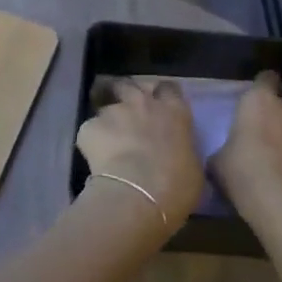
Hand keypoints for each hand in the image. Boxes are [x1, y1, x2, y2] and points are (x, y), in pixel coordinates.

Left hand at [76, 79, 205, 227]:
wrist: (137, 196)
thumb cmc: (175, 186)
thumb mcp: (192, 167)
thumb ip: (182, 150)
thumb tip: (176, 152)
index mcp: (174, 111)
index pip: (168, 88)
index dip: (162, 94)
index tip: (159, 104)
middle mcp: (144, 103)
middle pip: (130, 85)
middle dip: (126, 93)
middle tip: (126, 112)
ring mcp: (114, 112)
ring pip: (107, 107)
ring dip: (108, 120)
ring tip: (108, 140)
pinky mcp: (89, 127)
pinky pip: (90, 130)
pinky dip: (92, 141)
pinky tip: (95, 159)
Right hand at [211, 74, 281, 235]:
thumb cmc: (244, 172)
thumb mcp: (218, 161)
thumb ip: (225, 148)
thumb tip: (227, 152)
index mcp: (260, 101)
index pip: (265, 79)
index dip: (261, 86)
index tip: (252, 99)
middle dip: (274, 117)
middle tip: (259, 136)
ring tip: (273, 162)